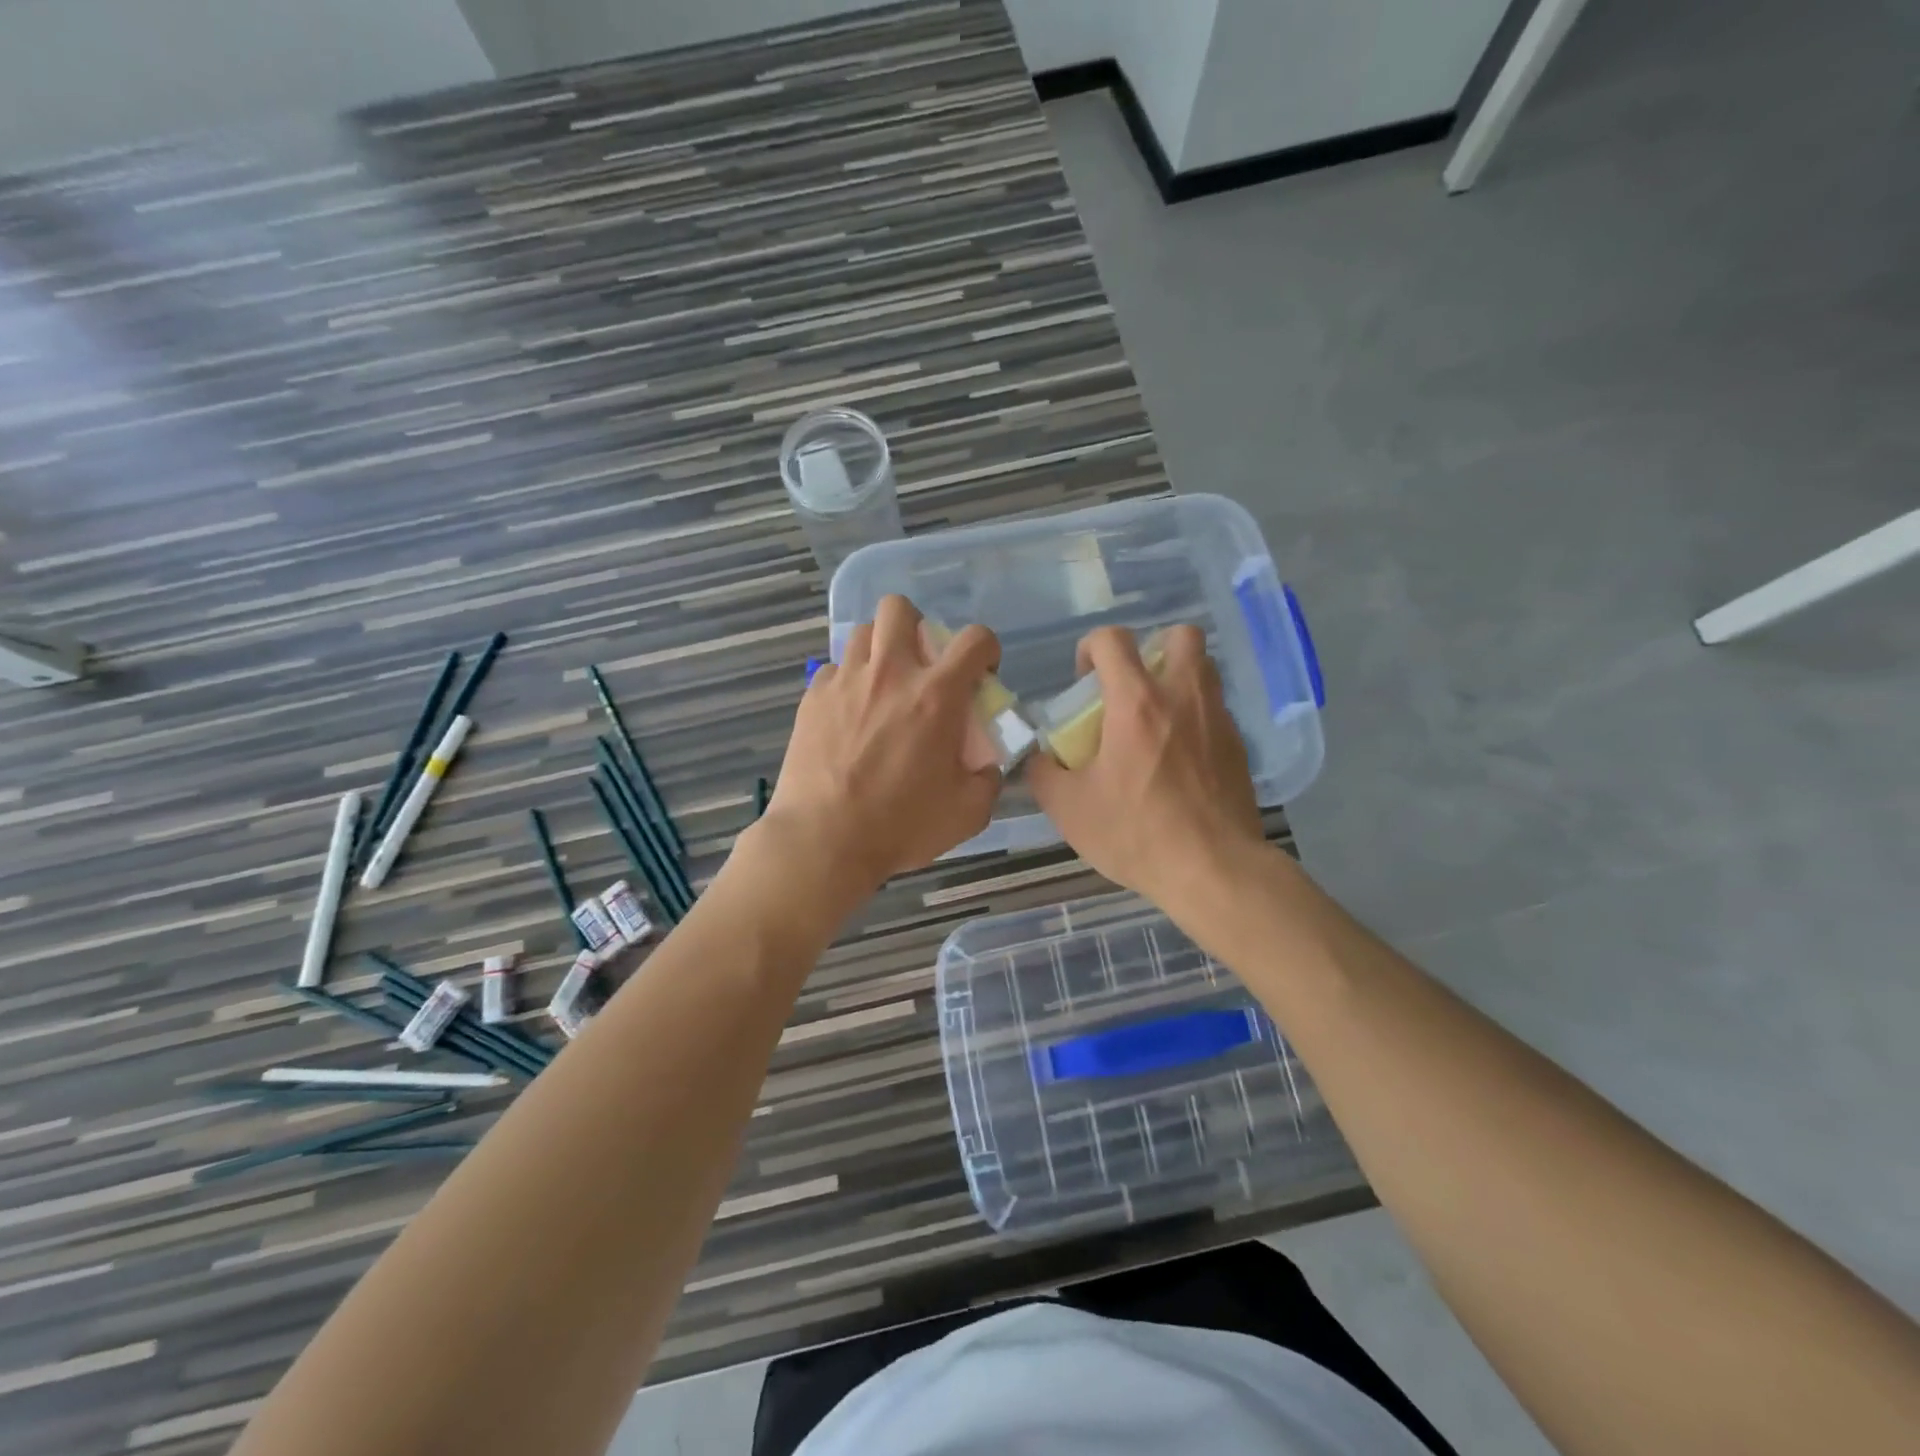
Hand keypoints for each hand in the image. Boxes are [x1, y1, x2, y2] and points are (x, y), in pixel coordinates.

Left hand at [763, 595, 1003, 895]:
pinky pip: (833, 669)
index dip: (987, 649)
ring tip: (883, 685)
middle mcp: (890, 674)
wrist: (823, 840)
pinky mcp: (812, 697)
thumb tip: (987, 765)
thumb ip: (988, 779)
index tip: (982, 673)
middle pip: (899, 608)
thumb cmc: (900, 826)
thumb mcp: (968, 813)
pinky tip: (849, 713)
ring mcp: (845, 681)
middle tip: (921, 665)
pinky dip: (847, 682)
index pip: (974, 639)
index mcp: (936, 696)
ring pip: (862, 633)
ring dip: (880, 650)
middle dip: (916, 626)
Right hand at [1027, 625, 1263, 908]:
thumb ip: (1043, 772)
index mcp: (1137, 702)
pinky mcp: (1239, 746)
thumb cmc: (1136, 832)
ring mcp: (1218, 719)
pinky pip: (1215, 710)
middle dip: (1152, 648)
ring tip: (1156, 720)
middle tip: (1133, 687)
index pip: (1113, 639)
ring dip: (1177, 678)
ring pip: (1204, 669)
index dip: (1091, 647)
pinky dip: (1195, 717)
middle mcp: (1183, 696)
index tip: (1084, 680)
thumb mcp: (1068, 808)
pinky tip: (1180, 758)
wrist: (1214, 870)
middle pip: (1179, 636)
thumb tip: (1039, 756)